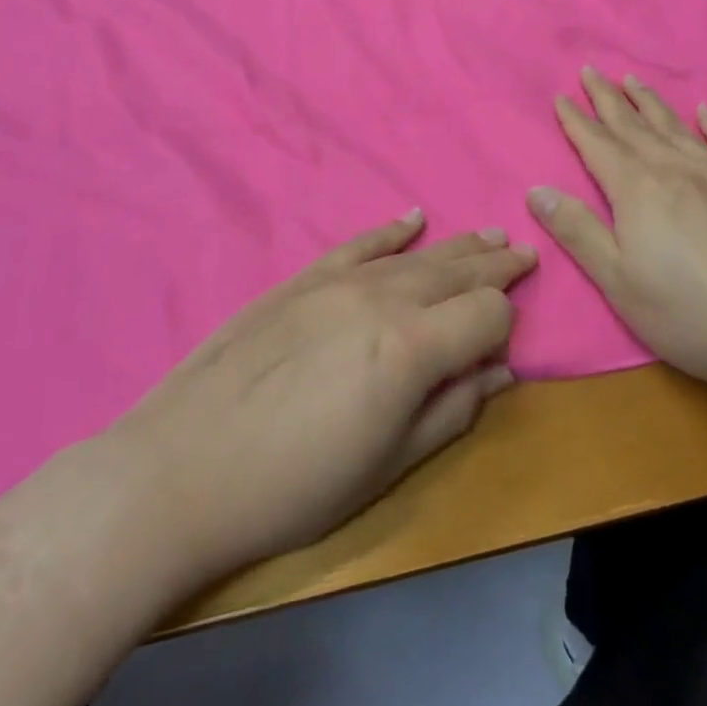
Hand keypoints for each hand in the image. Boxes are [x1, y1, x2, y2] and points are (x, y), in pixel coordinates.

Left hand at [117, 211, 536, 578]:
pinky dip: (391, 230)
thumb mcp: (384, 469)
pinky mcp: (303, 277)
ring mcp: (340, 280)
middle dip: (495, 266)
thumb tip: (500, 372)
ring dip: (458, 246)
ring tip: (489, 237)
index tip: (502, 346)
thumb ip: (451, 413)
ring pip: (417, 254)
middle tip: (524, 254)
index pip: (486, 313)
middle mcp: (383, 297)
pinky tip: (413, 217)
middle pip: (456, 272)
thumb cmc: (292, 488)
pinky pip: (360, 243)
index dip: (505, 326)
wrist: (181, 466)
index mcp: (411, 347)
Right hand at [528, 68, 706, 393]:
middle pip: (633, 126)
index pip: (597, 145)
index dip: (576, 121)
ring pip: (675, 127)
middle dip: (607, 98)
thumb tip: (537, 190)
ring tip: (633, 80)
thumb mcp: (618, 281)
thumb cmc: (690, 312)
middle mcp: (675, 169)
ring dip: (650, 102)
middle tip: (590, 71)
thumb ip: (577, 232)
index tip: (561, 96)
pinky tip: (705, 113)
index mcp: (637, 189)